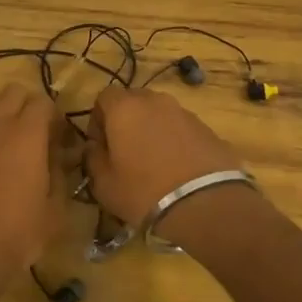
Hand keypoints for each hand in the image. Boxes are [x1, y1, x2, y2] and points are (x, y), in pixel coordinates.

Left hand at [0, 85, 71, 289]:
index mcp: (26, 135)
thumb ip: (60, 173)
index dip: (56, 116)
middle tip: (40, 135)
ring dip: (3, 112)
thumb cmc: (19, 233)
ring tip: (13, 141)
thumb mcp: (55, 208)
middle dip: (29, 106)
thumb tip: (60, 156)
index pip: (43, 101)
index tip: (62, 140)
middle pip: (13, 93)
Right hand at [86, 87, 243, 241]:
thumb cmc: (143, 192)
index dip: (98, 119)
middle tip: (125, 152)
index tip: (100, 145)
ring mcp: (185, 113)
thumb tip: (94, 147)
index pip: (103, 97)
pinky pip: (182, 129)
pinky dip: (175, 142)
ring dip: (152, 131)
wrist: (205, 204)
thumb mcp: (103, 183)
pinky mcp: (208, 129)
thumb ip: (93, 158)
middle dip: (126, 122)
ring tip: (154, 163)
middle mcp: (156, 101)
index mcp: (125, 108)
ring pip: (160, 115)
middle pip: (134, 101)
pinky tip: (177, 169)